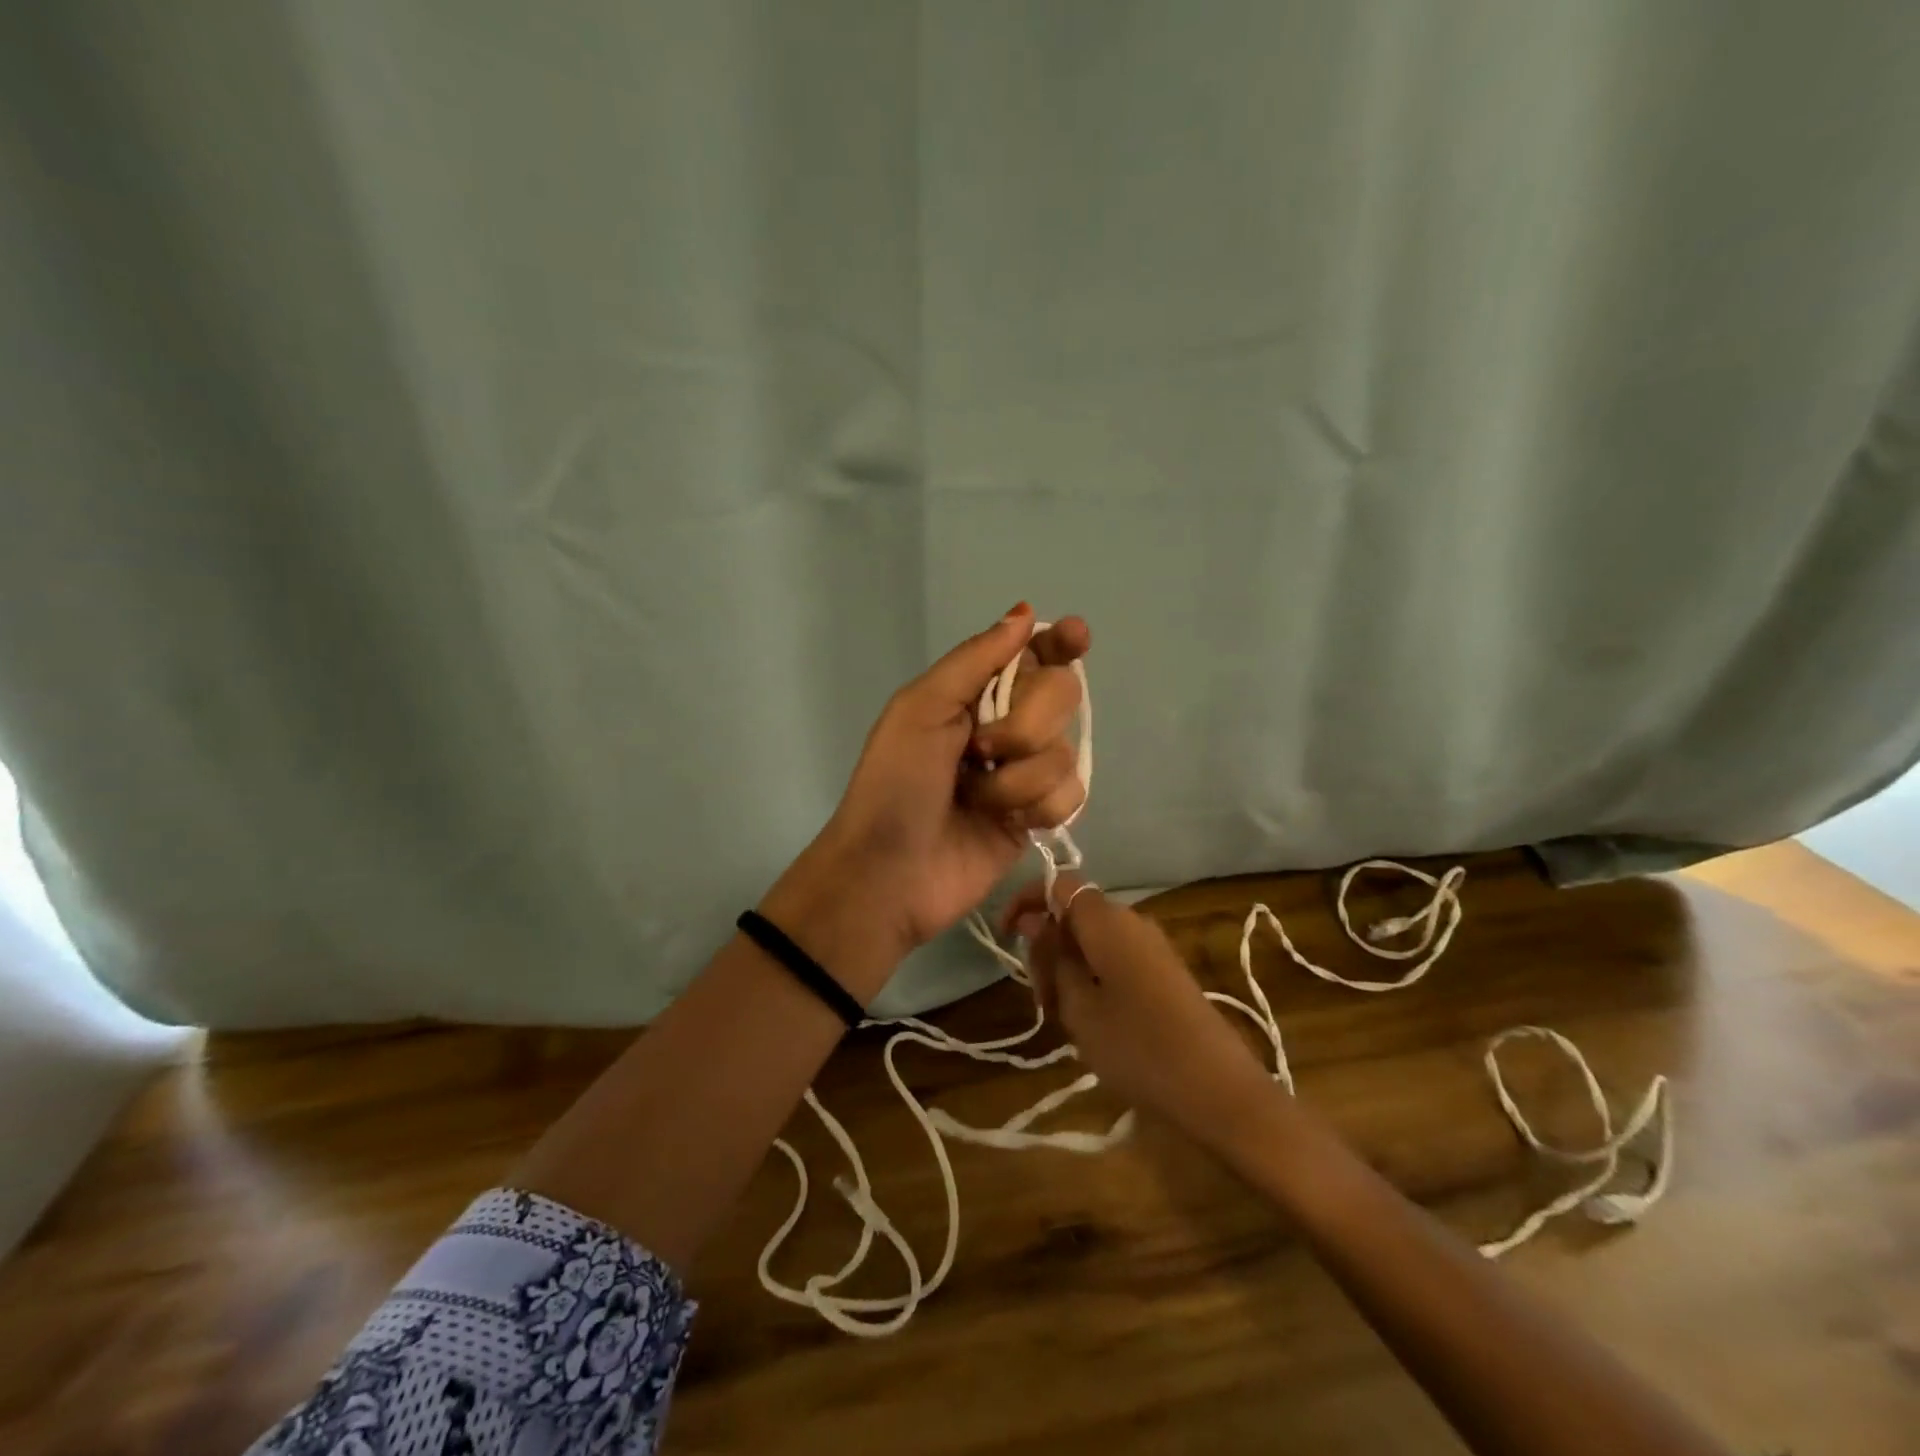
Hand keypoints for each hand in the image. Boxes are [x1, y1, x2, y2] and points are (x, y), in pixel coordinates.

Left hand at [763, 604, 1090, 998]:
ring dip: (1017, 778)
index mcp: (973, 694)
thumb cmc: (895, 784)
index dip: (1057, 642)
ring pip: (1065, 751)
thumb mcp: (921, 709)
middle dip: (1024, 724)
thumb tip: (1023, 612)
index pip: (1030, 655)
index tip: (1076, 636)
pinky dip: (1037, 806)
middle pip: (1060, 696)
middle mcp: (1005, 726)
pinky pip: (1071, 794)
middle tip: (980, 749)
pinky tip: (1007, 821)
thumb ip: (975, 659)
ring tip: (976, 799)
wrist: (889, 873)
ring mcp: (1024, 773)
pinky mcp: (1037, 816)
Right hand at [1004, 873, 1276, 1151]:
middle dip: (1048, 945)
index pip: (1059, 884)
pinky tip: (1091, 1019)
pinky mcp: (1165, 971)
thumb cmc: (1137, 1046)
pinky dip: (1093, 977)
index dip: (1027, 900)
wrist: (1218, 1090)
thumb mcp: (1078, 1007)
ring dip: (1069, 966)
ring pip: (1094, 939)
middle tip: (1039, 998)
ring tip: (1060, 1016)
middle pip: (1076, 913)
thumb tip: (1036, 921)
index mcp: (1107, 919)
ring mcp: (1152, 945)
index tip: (1006, 935)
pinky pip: (1116, 957)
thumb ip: (1053, 959)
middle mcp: (1132, 920)